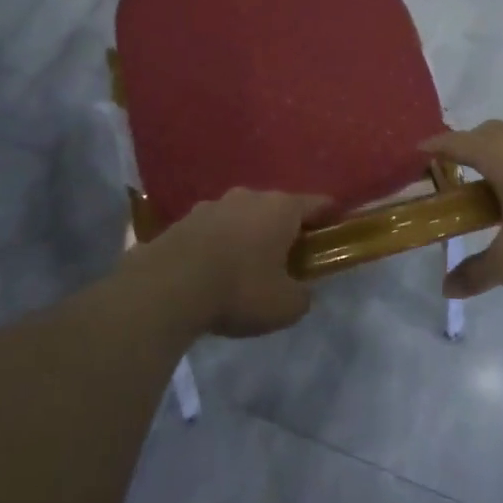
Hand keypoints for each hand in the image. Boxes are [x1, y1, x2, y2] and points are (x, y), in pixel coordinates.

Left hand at [137, 189, 330, 337]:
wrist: (168, 287)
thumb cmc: (239, 289)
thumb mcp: (285, 306)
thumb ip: (302, 296)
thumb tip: (301, 293)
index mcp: (281, 209)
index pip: (316, 203)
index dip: (329, 215)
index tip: (335, 227)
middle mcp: (249, 197)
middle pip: (276, 208)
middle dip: (283, 228)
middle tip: (288, 255)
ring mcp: (212, 205)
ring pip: (240, 216)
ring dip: (247, 234)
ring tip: (245, 264)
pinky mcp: (182, 221)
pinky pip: (211, 231)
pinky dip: (217, 244)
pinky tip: (212, 269)